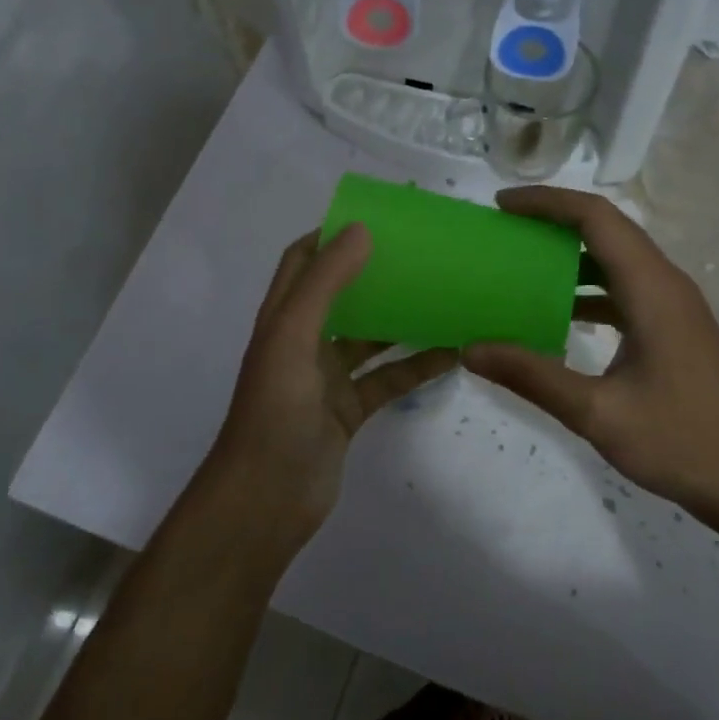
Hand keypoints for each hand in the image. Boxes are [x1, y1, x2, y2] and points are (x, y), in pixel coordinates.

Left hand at [203, 225, 458, 555]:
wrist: (266, 499)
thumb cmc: (274, 410)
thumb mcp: (293, 337)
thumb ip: (324, 283)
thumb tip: (361, 230)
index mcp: (282, 318)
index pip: (301, 261)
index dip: (330, 236)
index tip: (376, 220)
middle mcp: (303, 342)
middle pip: (341, 295)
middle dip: (375, 273)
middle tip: (421, 255)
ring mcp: (326, 378)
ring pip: (370, 338)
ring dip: (401, 320)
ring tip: (444, 297)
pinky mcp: (348, 410)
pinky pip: (387, 379)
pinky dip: (415, 366)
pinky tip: (451, 353)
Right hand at [464, 187, 718, 544]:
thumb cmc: (680, 442)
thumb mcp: (597, 413)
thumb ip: (532, 376)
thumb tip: (471, 349)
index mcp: (652, 290)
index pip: (596, 218)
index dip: (547, 202)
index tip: (502, 205)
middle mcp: (666, 285)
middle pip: (607, 230)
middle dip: (554, 220)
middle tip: (504, 230)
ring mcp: (674, 306)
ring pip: (617, 259)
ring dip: (571, 254)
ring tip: (521, 264)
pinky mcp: (674, 328)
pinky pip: (625, 289)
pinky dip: (588, 288)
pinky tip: (558, 312)